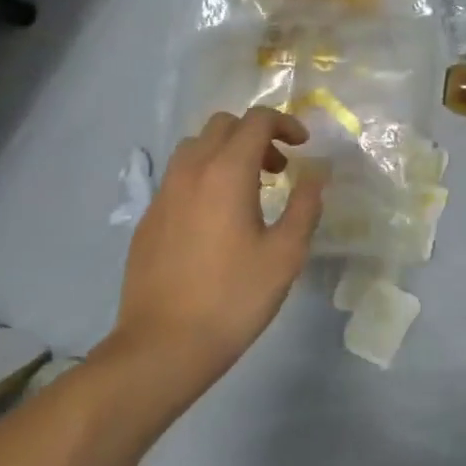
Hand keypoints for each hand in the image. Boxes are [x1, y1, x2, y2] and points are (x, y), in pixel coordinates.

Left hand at [114, 108, 323, 374]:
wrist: (163, 345)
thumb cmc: (233, 298)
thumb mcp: (285, 255)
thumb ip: (305, 205)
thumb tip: (317, 172)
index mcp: (226, 172)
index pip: (256, 120)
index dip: (285, 123)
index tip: (303, 146)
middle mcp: (190, 170)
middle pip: (223, 125)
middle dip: (256, 135)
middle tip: (278, 169)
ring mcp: (164, 192)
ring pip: (196, 147)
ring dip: (227, 152)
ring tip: (248, 190)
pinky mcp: (148, 216)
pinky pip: (179, 176)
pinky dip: (204, 176)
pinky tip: (216, 219)